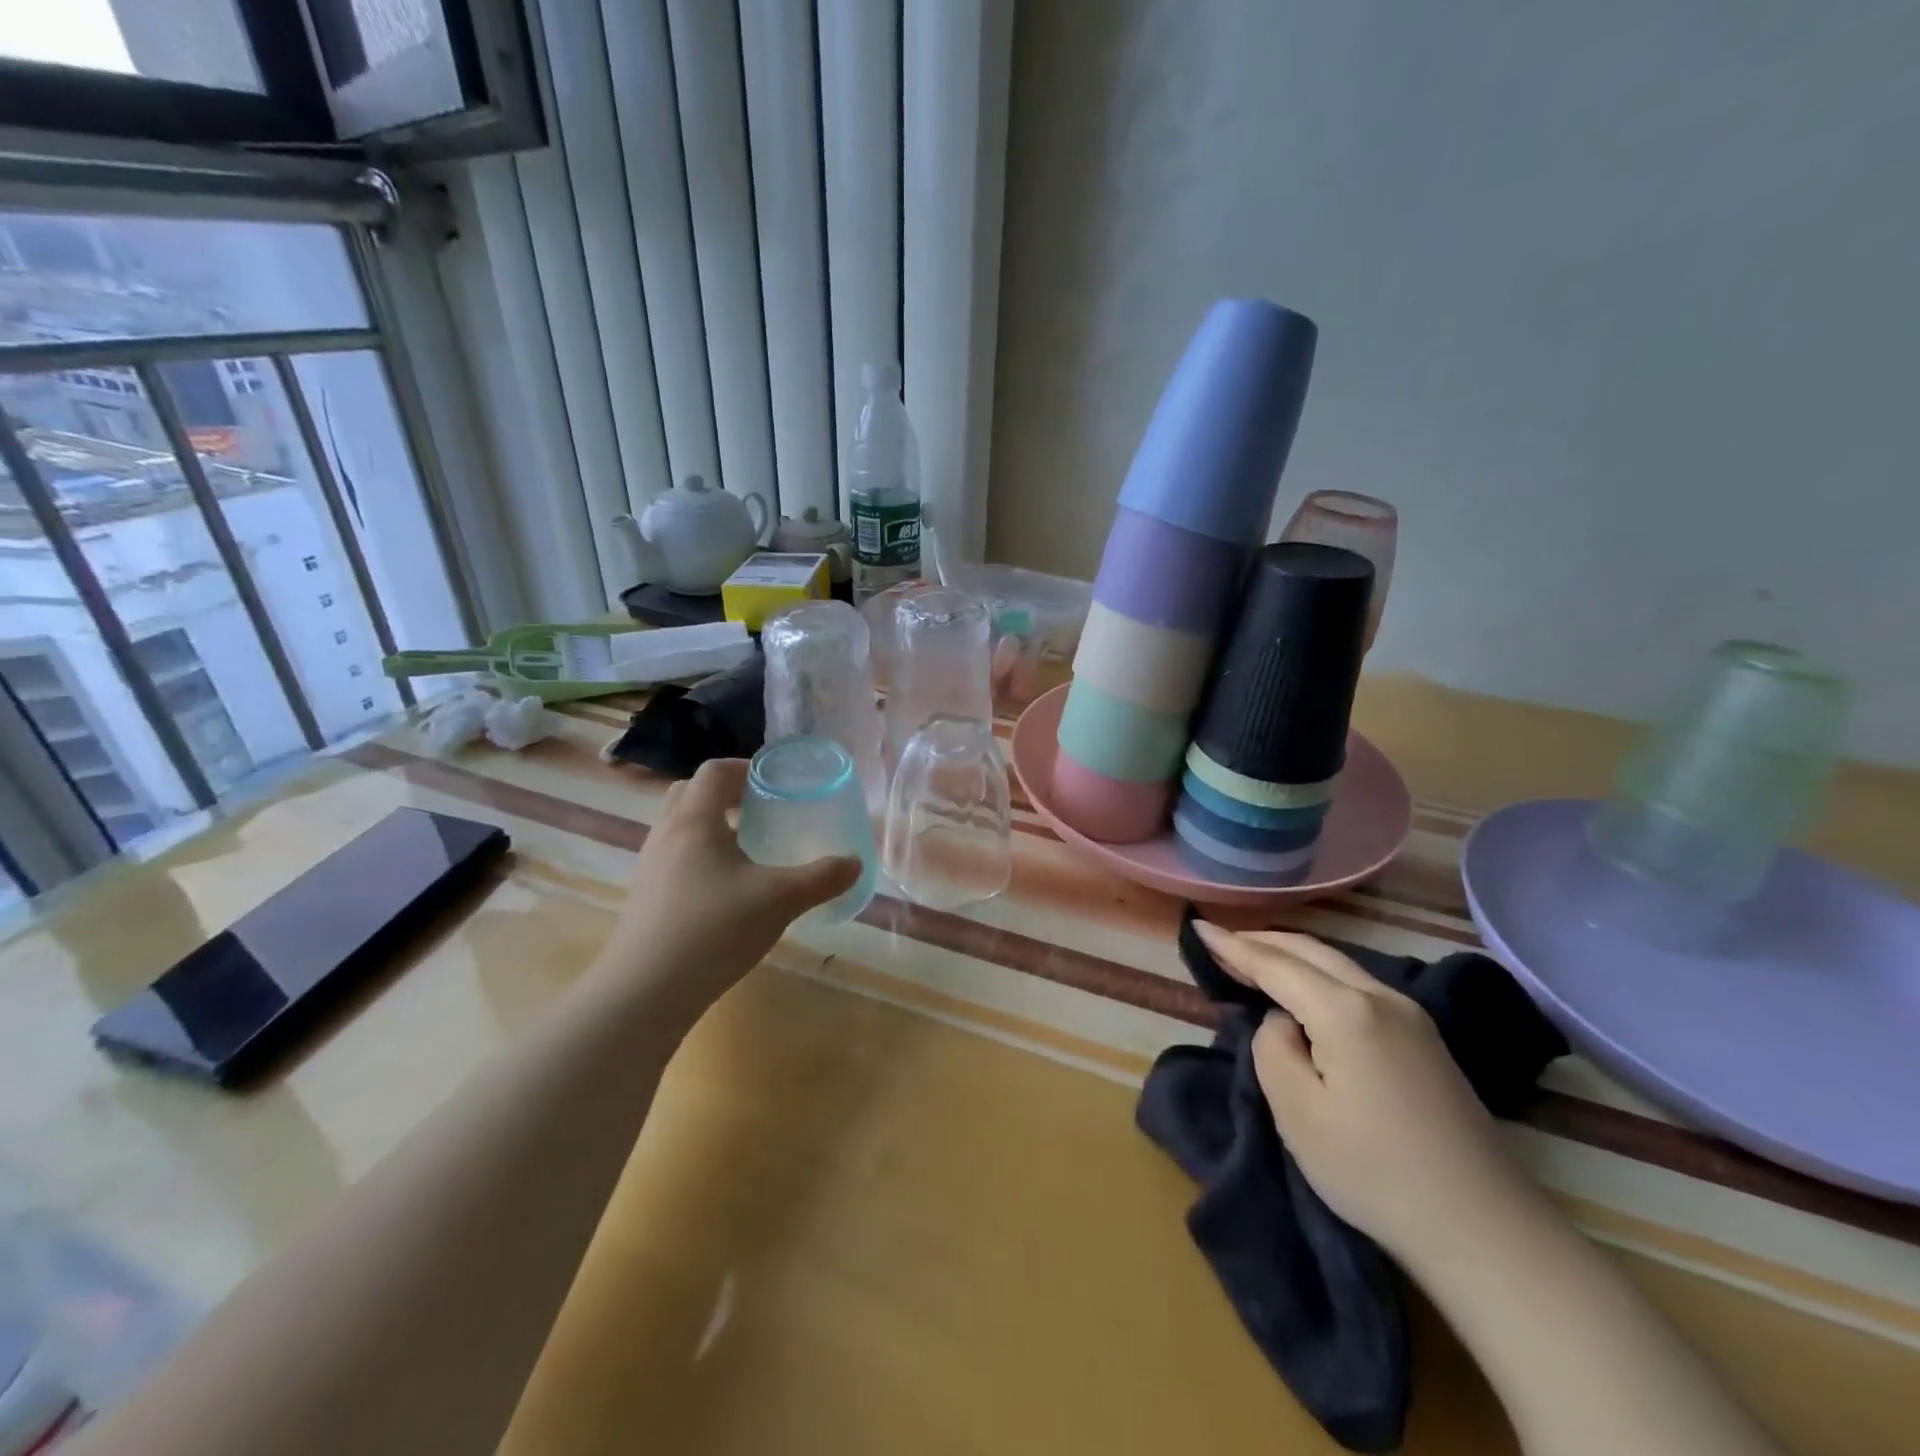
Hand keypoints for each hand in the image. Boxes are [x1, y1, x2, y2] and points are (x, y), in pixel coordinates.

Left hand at [592, 759, 860, 1021]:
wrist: (645, 993)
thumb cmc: (714, 930)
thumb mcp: (779, 900)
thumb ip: (821, 878)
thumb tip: (855, 863)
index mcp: (694, 820)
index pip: (715, 771)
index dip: (747, 768)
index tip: (777, 783)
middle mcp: (666, 834)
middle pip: (692, 793)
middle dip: (729, 794)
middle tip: (764, 811)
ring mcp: (650, 866)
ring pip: (682, 827)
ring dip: (715, 826)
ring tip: (750, 849)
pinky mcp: (646, 896)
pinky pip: (676, 856)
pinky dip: (702, 856)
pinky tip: (728, 889)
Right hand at [1192, 922, 1536, 1270]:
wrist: (1485, 1231)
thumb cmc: (1375, 1172)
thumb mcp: (1297, 1112)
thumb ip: (1273, 1049)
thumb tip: (1284, 1023)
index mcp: (1345, 1010)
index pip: (1275, 963)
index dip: (1232, 945)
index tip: (1197, 926)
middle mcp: (1380, 997)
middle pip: (1309, 950)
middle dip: (1261, 941)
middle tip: (1220, 942)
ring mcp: (1411, 1016)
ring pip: (1336, 963)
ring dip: (1290, 955)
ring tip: (1254, 959)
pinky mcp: (1425, 1039)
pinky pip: (1357, 984)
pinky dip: (1318, 973)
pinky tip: (1305, 989)